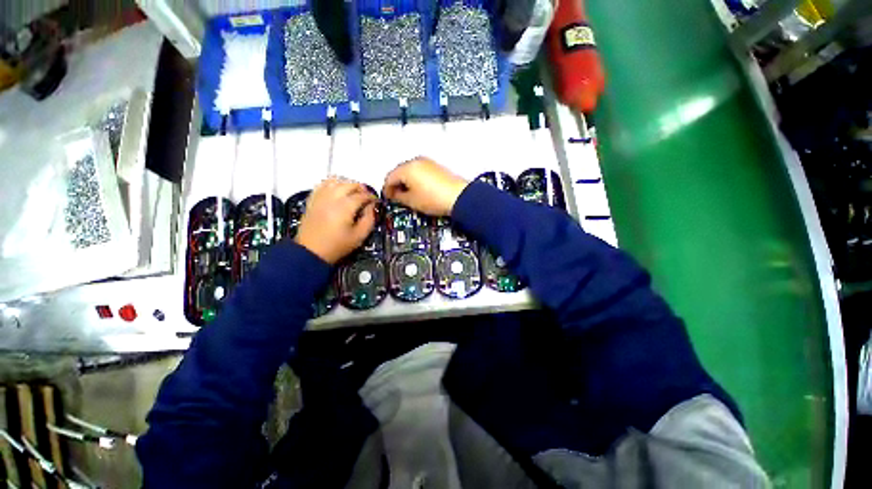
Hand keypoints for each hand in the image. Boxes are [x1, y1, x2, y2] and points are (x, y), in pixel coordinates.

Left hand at [295, 178, 376, 263]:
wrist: (311, 252)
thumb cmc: (337, 246)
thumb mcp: (359, 236)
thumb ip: (369, 219)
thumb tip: (371, 208)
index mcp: (345, 207)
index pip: (362, 195)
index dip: (371, 197)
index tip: (375, 202)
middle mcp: (332, 198)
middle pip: (349, 184)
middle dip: (361, 188)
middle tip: (366, 196)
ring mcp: (320, 198)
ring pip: (336, 181)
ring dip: (347, 184)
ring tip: (353, 191)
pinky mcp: (312, 200)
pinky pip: (322, 185)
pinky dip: (332, 184)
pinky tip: (337, 190)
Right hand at [382, 157, 468, 216]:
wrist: (459, 197)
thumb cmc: (434, 199)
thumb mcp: (412, 201)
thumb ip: (398, 197)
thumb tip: (395, 194)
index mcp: (407, 168)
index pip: (389, 177)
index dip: (386, 189)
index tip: (388, 198)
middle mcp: (416, 161)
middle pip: (399, 171)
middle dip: (396, 184)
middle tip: (396, 196)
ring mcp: (428, 162)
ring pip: (410, 170)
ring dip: (406, 181)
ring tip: (408, 194)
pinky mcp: (436, 166)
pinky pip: (420, 171)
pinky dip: (416, 179)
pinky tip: (419, 189)